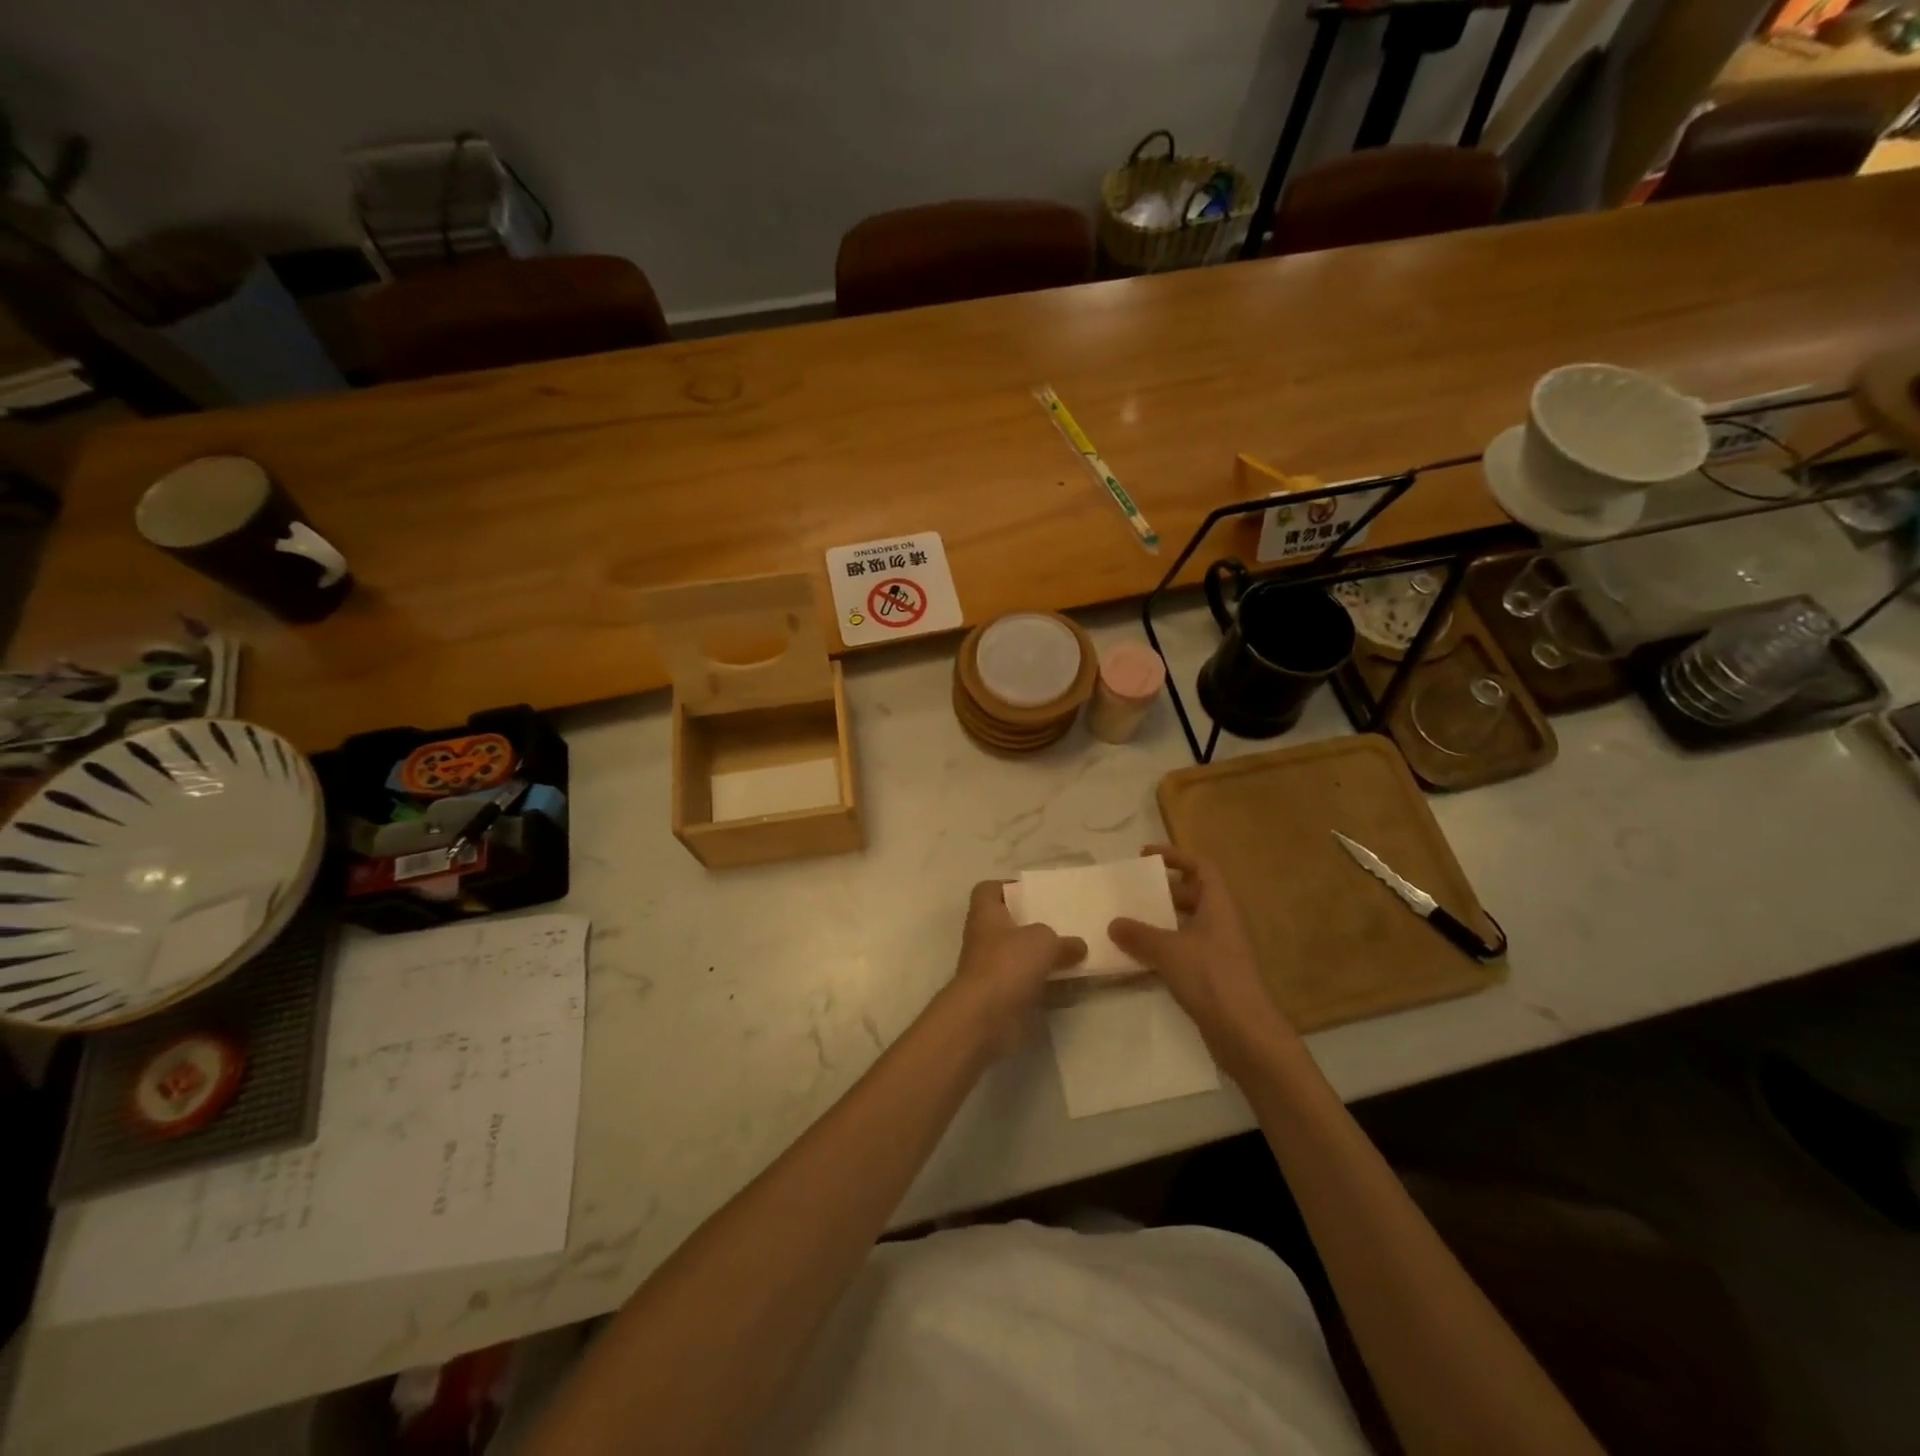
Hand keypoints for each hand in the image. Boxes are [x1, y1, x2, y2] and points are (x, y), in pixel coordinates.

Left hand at [945, 879, 1086, 1056]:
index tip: (1035, 893)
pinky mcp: (1004, 997)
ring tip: (1076, 952)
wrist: (985, 1018)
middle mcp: (985, 939)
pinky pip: (1030, 984)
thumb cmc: (1008, 964)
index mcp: (986, 914)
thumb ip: (1062, 940)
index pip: (988, 890)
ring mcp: (993, 970)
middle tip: (1066, 922)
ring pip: (1022, 956)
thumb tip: (1078, 946)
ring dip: (1045, 956)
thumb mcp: (1043, 940)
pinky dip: (1048, 984)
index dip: (1008, 887)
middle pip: (1009, 924)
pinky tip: (1073, 983)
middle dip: (1036, 924)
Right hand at [1108, 846, 1295, 1070]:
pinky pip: (1184, 951)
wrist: (1245, 1034)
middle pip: (1194, 895)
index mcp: (1218, 906)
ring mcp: (1219, 952)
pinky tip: (1139, 959)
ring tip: (1128, 923)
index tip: (1145, 856)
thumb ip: (1139, 934)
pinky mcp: (1212, 977)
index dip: (1176, 856)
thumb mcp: (1169, 950)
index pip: (1201, 868)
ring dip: (1161, 922)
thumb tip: (1114, 923)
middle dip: (1164, 891)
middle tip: (1133, 892)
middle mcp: (1221, 924)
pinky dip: (1163, 949)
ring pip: (1187, 925)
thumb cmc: (1211, 978)